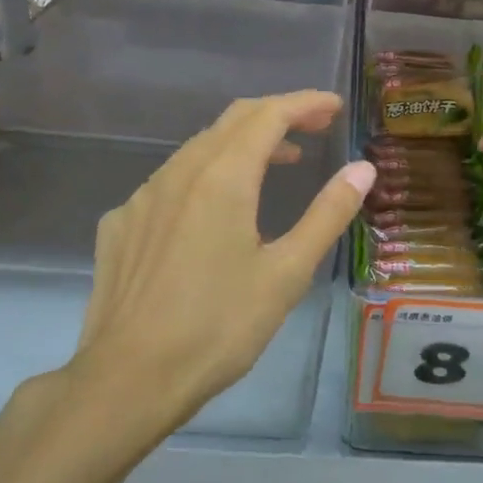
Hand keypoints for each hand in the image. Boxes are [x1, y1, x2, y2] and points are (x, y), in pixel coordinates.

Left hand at [40, 92, 373, 434]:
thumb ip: (327, 214)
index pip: (268, 116)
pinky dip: (205, 176)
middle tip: (315, 127)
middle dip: (277, 115)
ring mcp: (142, 198)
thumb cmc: (219, 327)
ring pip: (198, 149)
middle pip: (232, 121)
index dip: (305, 104)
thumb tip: (362, 169)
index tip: (334, 107)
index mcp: (222, 178)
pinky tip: (214, 212)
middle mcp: (178, 173)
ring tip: (277, 163)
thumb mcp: (286, 273)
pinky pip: (169, 182)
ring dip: (242, 145)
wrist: (129, 378)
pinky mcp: (120, 225)